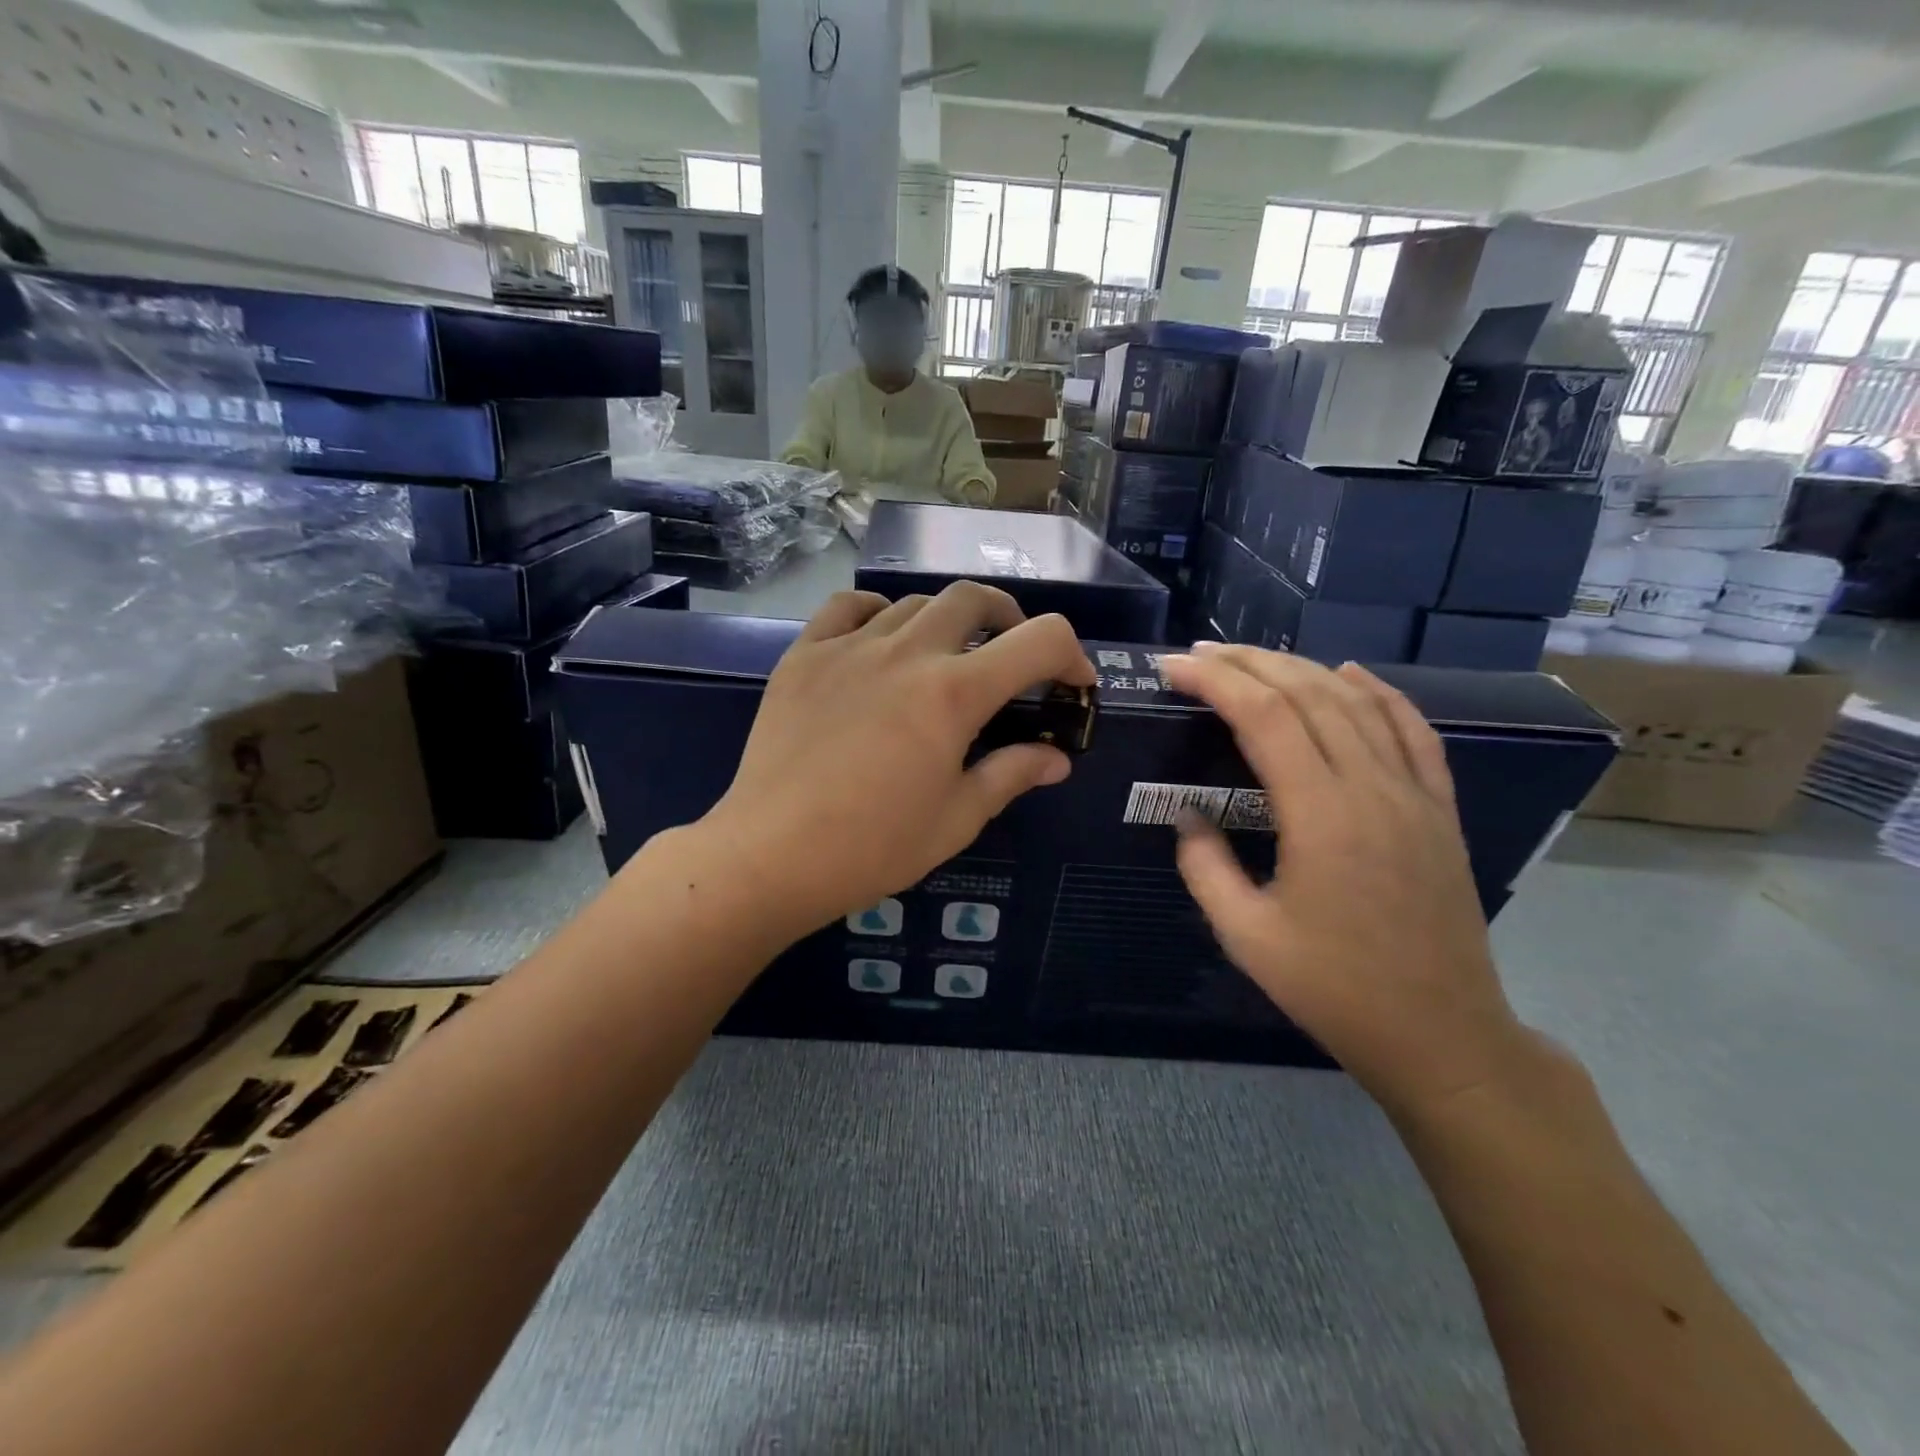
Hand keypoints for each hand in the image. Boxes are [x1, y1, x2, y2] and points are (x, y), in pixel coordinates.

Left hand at [701, 583, 1094, 934]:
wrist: (771, 855)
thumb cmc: (873, 847)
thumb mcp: (956, 818)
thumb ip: (1011, 774)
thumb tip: (1057, 759)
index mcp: (954, 694)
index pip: (1039, 640)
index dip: (1071, 654)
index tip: (1072, 683)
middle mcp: (907, 652)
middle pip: (974, 598)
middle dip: (1009, 620)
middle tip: (1010, 657)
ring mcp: (849, 646)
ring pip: (915, 602)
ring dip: (946, 621)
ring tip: (944, 658)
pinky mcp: (804, 655)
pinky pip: (849, 606)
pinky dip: (878, 612)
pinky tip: (880, 641)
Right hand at [1162, 644, 1528, 1115]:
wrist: (1442, 1035)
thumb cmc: (1335, 989)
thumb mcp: (1246, 936)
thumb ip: (1205, 867)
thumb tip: (1188, 816)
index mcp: (1322, 815)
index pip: (1264, 717)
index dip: (1215, 682)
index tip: (1173, 669)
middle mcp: (1372, 788)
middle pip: (1308, 695)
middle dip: (1249, 664)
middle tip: (1200, 655)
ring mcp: (1414, 794)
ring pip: (1357, 703)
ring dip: (1302, 669)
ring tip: (1254, 657)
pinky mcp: (1439, 808)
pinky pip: (1412, 730)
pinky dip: (1379, 693)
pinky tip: (1350, 674)